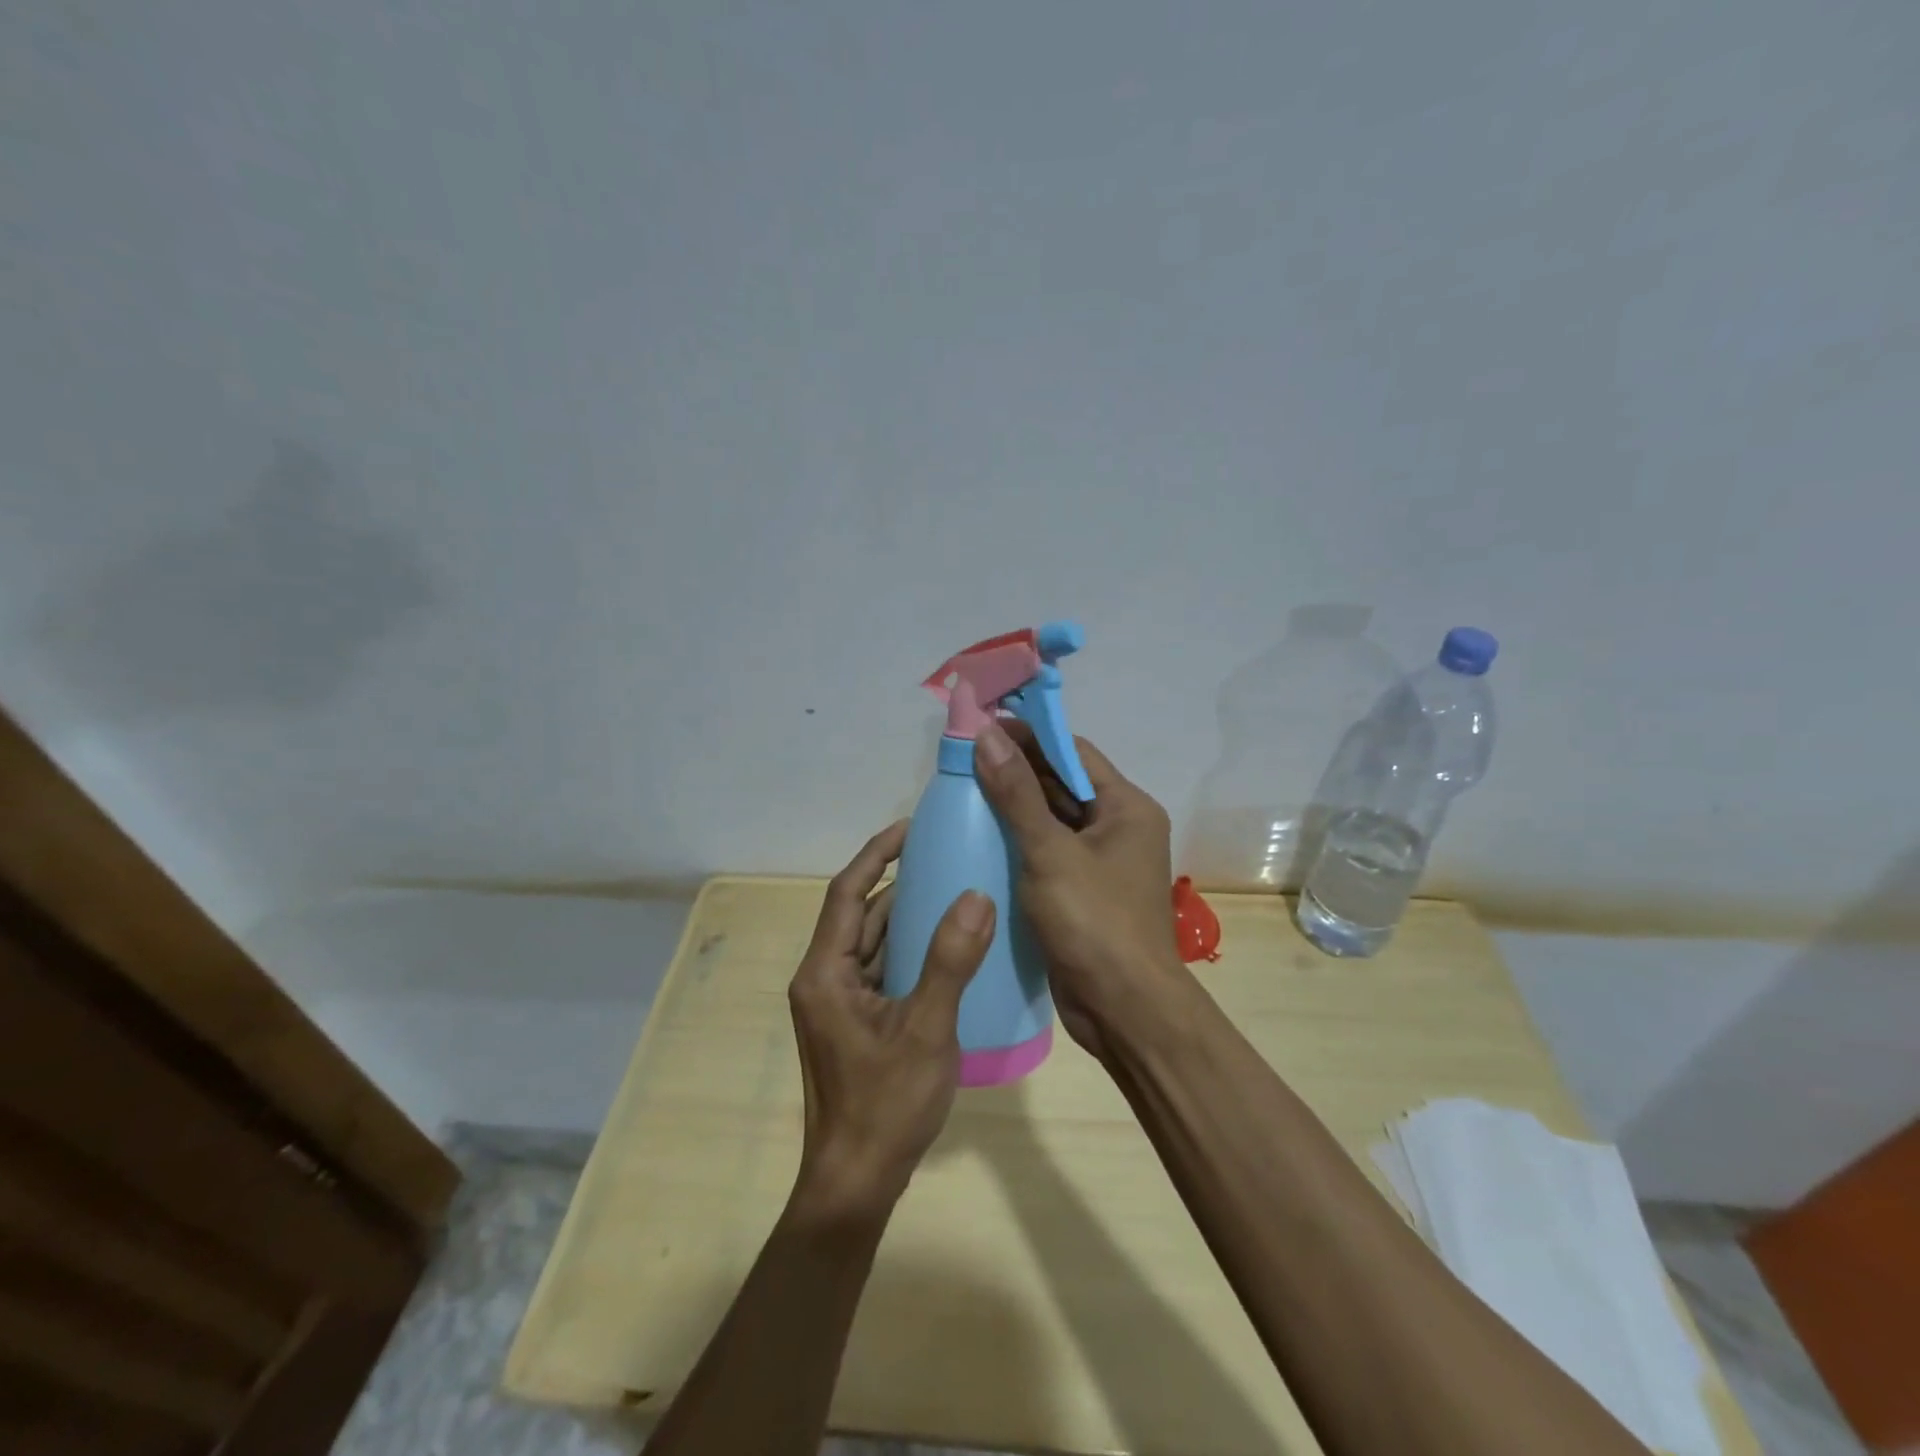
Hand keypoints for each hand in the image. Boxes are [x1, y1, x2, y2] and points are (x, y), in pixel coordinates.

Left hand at [788, 821, 996, 1219]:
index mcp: (825, 972)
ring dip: (902, 914)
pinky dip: (906, 947)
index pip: (847, 893)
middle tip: (941, 854)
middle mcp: (824, 978)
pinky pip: (880, 967)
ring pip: (870, 941)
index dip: (876, 853)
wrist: (856, 1182)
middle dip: (895, 879)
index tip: (910, 827)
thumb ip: (950, 961)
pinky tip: (943, 944)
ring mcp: (837, 1002)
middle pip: (858, 913)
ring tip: (948, 887)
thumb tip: (977, 896)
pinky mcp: (854, 1022)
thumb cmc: (886, 1105)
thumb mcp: (926, 1029)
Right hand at [972, 719, 1185, 1058]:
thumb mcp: (1050, 852)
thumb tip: (986, 735)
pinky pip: (1046, 854)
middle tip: (962, 763)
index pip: (1072, 753)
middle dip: (1015, 772)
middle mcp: (1117, 828)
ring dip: (1013, 808)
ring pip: (1051, 821)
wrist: (1124, 1009)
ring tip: (962, 794)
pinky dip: (1017, 844)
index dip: (1029, 736)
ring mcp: (1100, 863)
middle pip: (1061, 785)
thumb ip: (1016, 793)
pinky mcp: (1081, 892)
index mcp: (1125, 807)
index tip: (982, 729)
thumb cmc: (1094, 922)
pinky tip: (978, 839)